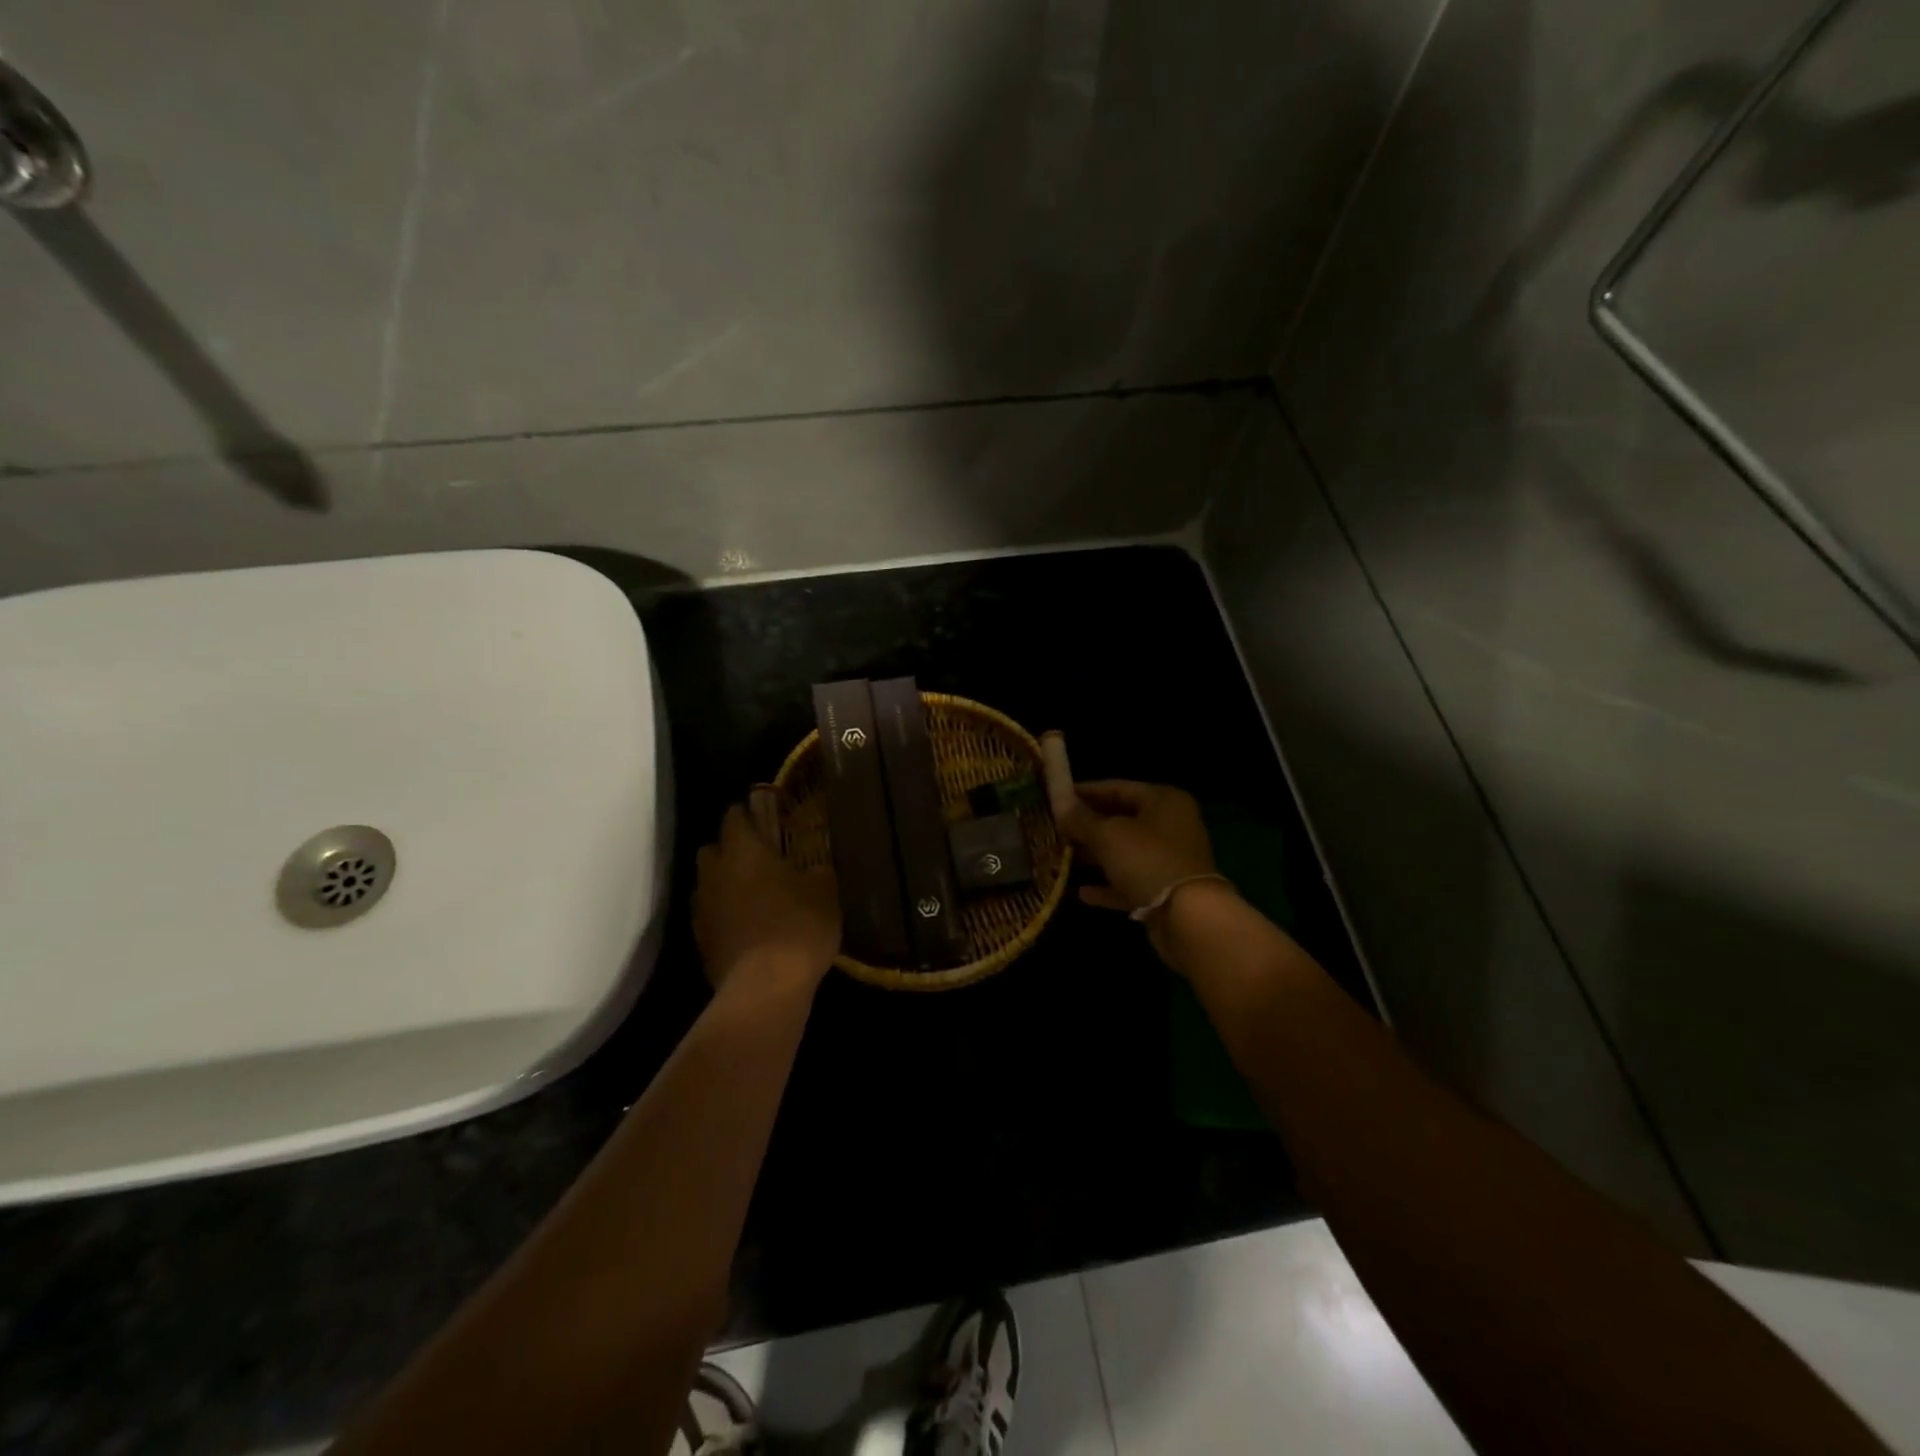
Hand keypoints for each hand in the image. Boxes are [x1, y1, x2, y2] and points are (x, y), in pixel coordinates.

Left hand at [693, 792, 839, 997]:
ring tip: (752, 897)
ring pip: (707, 885)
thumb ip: (817, 872)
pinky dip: (723, 917)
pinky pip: (709, 918)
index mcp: (742, 851)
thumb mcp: (825, 892)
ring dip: (724, 886)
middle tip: (757, 859)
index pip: (734, 817)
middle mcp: (714, 874)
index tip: (762, 818)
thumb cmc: (798, 926)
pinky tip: (746, 929)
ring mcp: (701, 910)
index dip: (746, 814)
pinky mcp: (700, 943)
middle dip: (729, 849)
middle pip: (712, 849)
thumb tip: (814, 869)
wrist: (765, 987)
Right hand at [1056, 779, 1216, 911]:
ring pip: (1124, 852)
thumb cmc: (1148, 861)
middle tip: (1055, 828)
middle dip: (1087, 825)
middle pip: (1122, 819)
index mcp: (1163, 800)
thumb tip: (1058, 803)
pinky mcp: (1164, 891)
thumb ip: (1081, 819)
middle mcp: (1170, 825)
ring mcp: (1168, 860)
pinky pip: (1129, 882)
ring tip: (1062, 856)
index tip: (1055, 797)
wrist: (1189, 919)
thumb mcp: (1107, 835)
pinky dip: (1108, 885)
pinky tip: (1081, 892)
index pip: (1118, 787)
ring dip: (1095, 856)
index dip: (1085, 791)